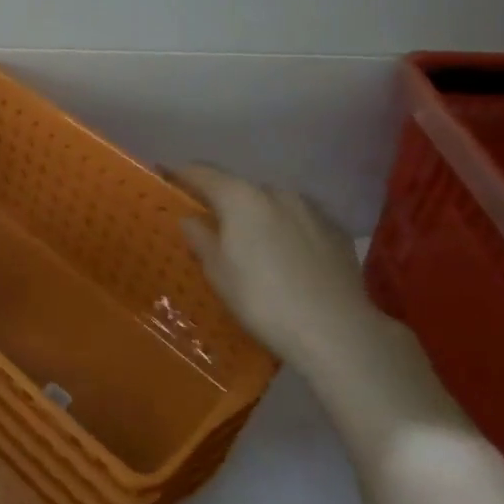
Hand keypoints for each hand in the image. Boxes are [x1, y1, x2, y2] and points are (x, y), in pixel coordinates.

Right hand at [170, 164, 377, 374]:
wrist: (335, 330)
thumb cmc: (261, 300)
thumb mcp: (218, 274)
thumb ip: (201, 240)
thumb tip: (190, 219)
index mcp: (241, 198)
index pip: (203, 174)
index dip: (182, 173)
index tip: (166, 174)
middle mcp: (277, 193)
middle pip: (240, 190)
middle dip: (225, 203)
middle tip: (212, 226)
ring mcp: (312, 210)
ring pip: (274, 205)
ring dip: (259, 217)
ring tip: (254, 246)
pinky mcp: (337, 231)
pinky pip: (301, 223)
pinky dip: (287, 232)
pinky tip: (288, 259)